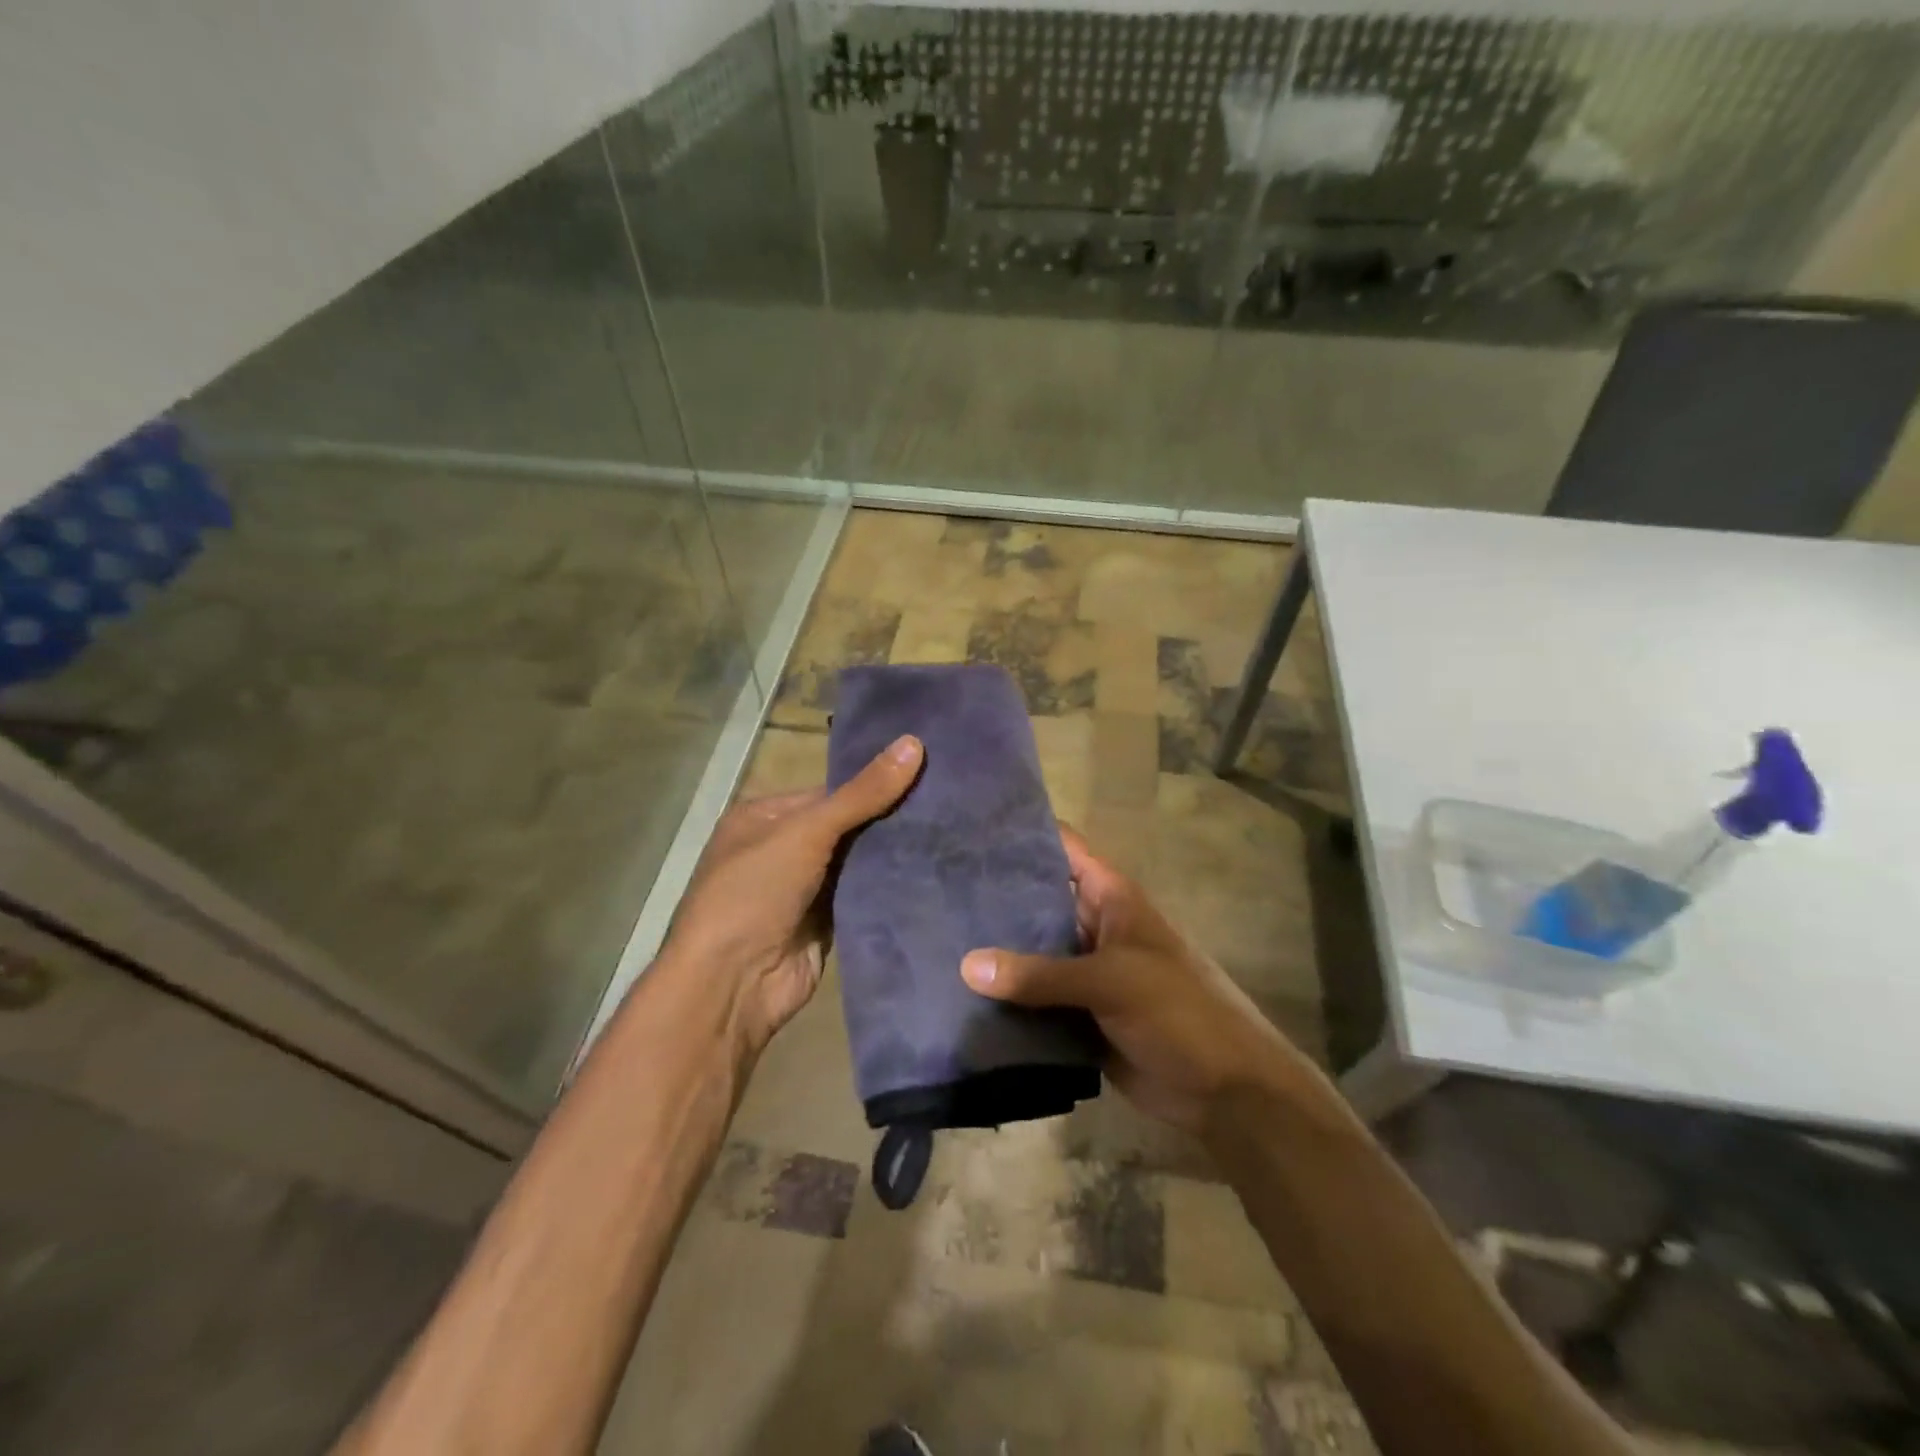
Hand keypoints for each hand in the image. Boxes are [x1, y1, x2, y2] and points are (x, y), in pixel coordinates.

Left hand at [661, 735, 923, 1058]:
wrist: (732, 985)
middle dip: (888, 818)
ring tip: (954, 831)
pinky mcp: (825, 923)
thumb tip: (915, 743)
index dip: (875, 783)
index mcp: (765, 817)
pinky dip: (889, 887)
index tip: (927, 774)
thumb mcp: (806, 832)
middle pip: (847, 826)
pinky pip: (863, 896)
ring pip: (858, 862)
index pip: (831, 792)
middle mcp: (783, 849)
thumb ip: (862, 794)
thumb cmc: (755, 893)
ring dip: (893, 854)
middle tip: (949, 802)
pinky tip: (933, 871)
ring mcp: (804, 889)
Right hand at [960, 826, 1306, 1134]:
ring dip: (995, 952)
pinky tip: (959, 994)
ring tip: (934, 937)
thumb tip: (966, 966)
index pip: (1063, 848)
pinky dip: (1005, 998)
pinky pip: (1034, 999)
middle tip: (935, 888)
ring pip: (1031, 953)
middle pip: (1038, 901)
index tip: (970, 828)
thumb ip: (1040, 975)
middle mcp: (1093, 927)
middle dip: (994, 897)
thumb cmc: (1178, 1011)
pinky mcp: (1077, 1014)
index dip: (1023, 833)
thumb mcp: (1112, 981)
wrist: (1224, 1089)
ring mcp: (1084, 972)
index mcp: (1110, 899)